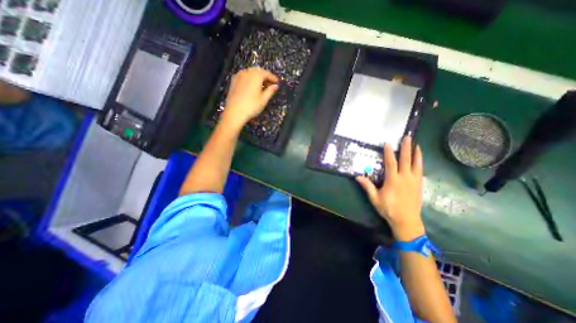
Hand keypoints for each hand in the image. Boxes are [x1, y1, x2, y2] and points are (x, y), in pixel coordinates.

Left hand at [221, 67, 278, 129]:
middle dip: (265, 76)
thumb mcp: (263, 100)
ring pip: (250, 72)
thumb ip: (270, 91)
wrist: (234, 112)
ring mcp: (239, 75)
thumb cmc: (251, 106)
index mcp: (256, 76)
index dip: (273, 77)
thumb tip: (275, 86)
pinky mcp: (233, 80)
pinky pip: (244, 75)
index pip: (267, 73)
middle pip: (258, 70)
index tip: (277, 82)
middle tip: (270, 84)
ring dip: (257, 76)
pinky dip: (249, 78)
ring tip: (261, 86)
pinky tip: (251, 86)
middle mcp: (247, 72)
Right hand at [359, 135, 423, 239]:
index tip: (388, 143)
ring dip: (416, 154)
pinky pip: (420, 171)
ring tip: (417, 145)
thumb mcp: (375, 198)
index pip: (391, 163)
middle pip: (406, 160)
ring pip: (417, 164)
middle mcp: (405, 178)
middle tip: (408, 137)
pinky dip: (420, 163)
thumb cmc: (389, 209)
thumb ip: (367, 186)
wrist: (407, 221)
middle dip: (406, 148)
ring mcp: (414, 181)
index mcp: (393, 180)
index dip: (388, 152)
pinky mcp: (419, 185)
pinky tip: (419, 160)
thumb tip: (357, 177)